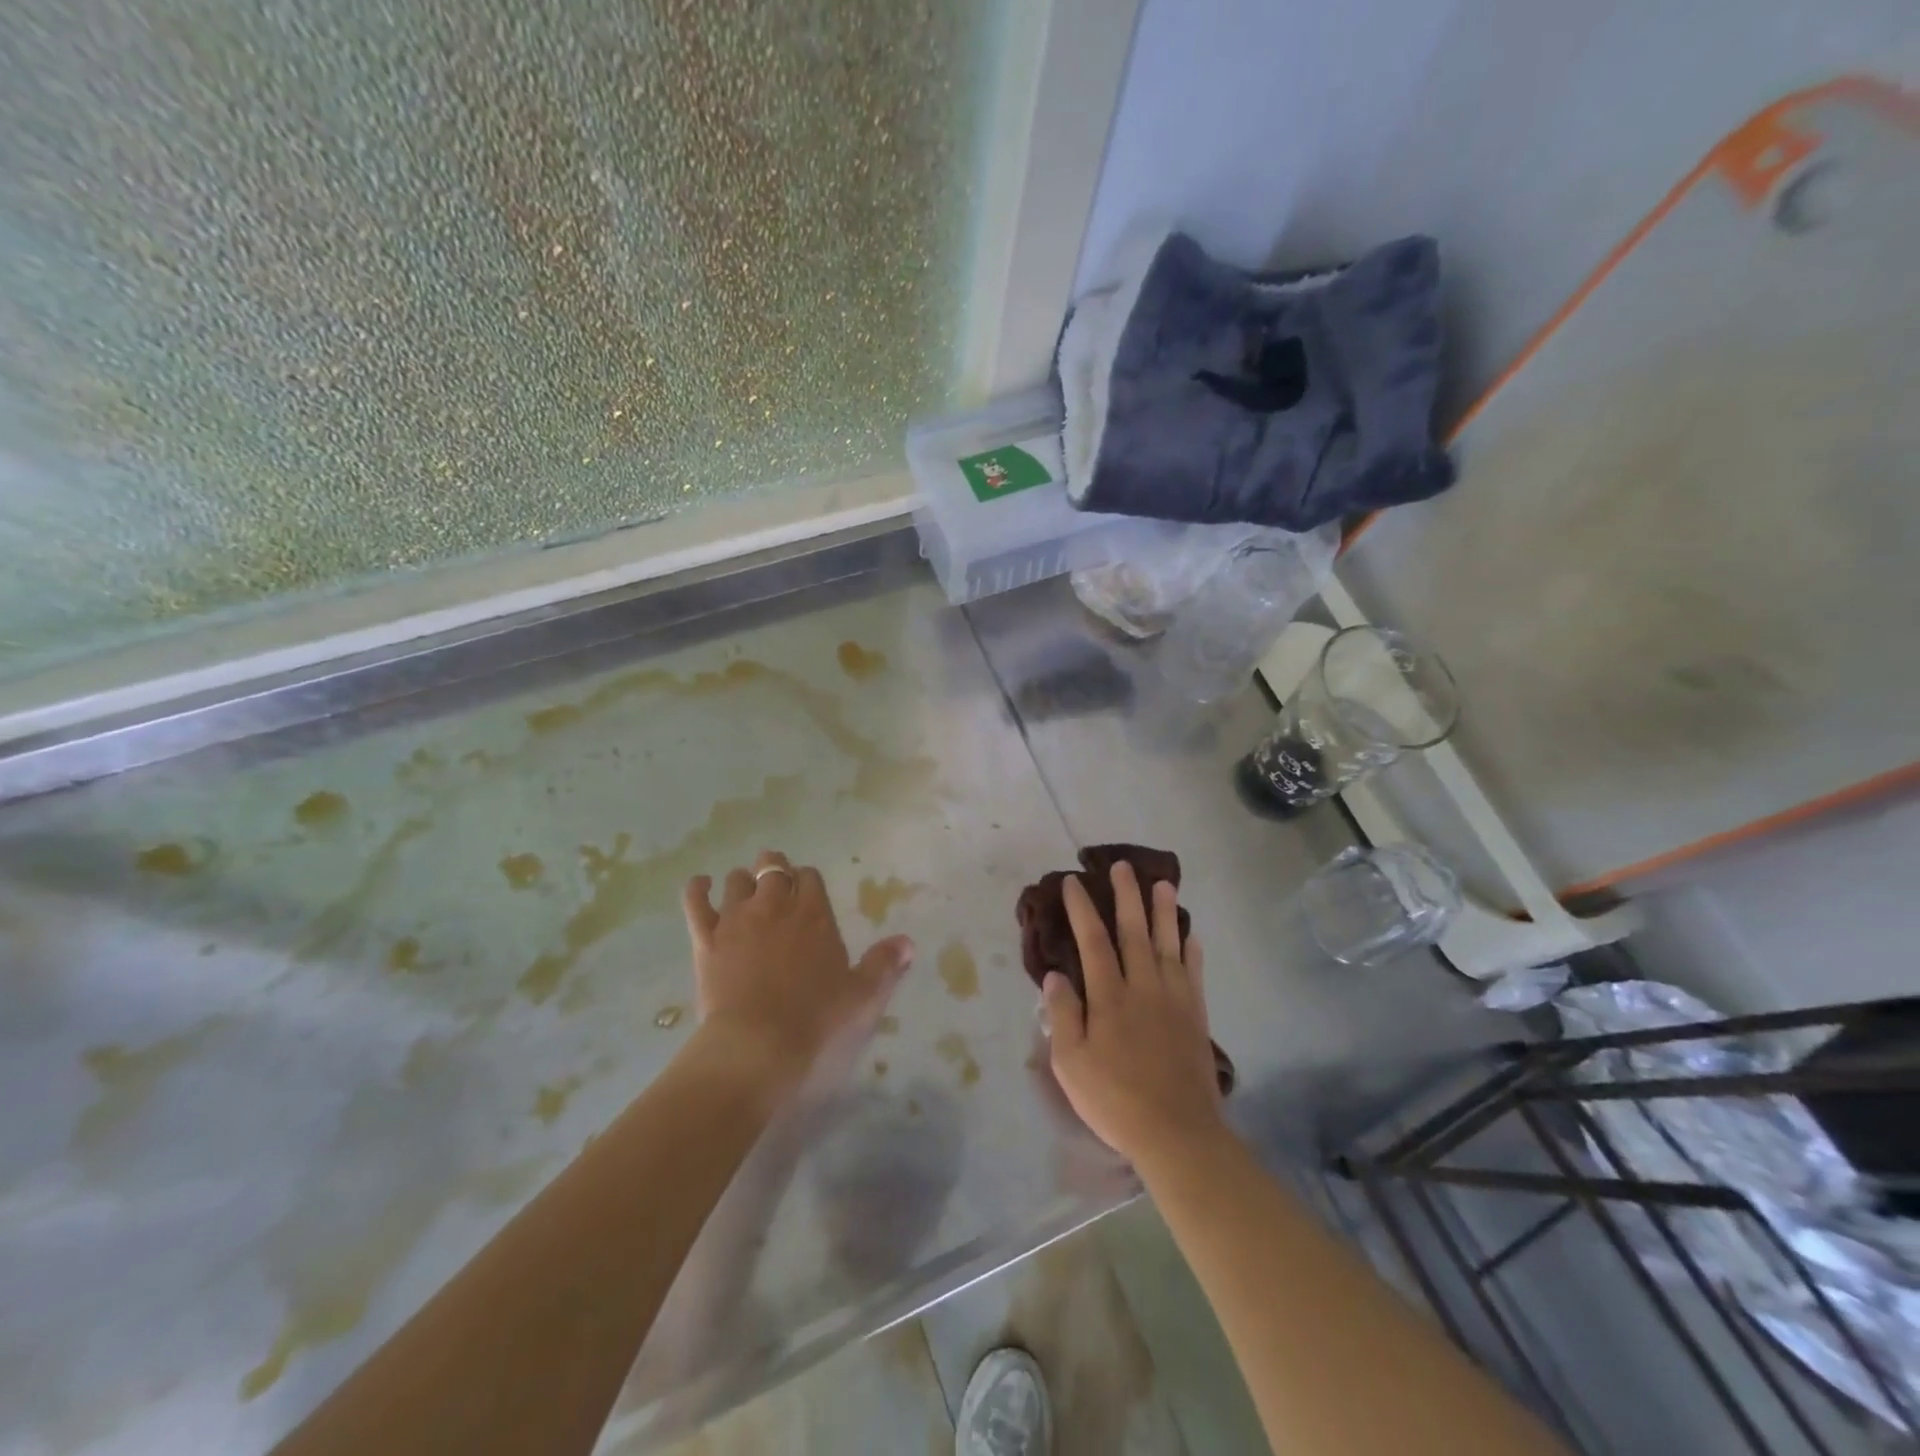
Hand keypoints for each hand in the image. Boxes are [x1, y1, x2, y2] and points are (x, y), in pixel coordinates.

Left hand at [682, 850, 913, 1092]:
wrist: (756, 1050)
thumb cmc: (817, 1025)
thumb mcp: (864, 999)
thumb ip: (884, 965)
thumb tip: (907, 942)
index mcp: (815, 915)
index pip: (811, 877)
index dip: (808, 881)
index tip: (808, 894)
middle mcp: (775, 906)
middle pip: (772, 868)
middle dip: (775, 870)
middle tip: (778, 887)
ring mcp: (736, 920)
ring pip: (737, 879)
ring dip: (743, 881)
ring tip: (746, 893)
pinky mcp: (706, 940)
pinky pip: (696, 901)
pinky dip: (698, 888)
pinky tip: (701, 886)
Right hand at [1042, 862, 1224, 1168]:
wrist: (1178, 1133)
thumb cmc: (1115, 1099)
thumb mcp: (1071, 1063)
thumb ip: (1063, 1015)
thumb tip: (1056, 975)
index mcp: (1109, 996)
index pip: (1093, 941)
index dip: (1082, 909)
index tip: (1073, 882)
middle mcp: (1143, 987)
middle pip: (1134, 931)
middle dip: (1127, 896)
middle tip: (1123, 866)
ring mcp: (1174, 999)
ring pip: (1168, 944)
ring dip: (1165, 912)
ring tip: (1164, 883)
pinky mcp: (1196, 1016)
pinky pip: (1195, 973)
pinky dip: (1192, 951)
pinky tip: (1191, 936)